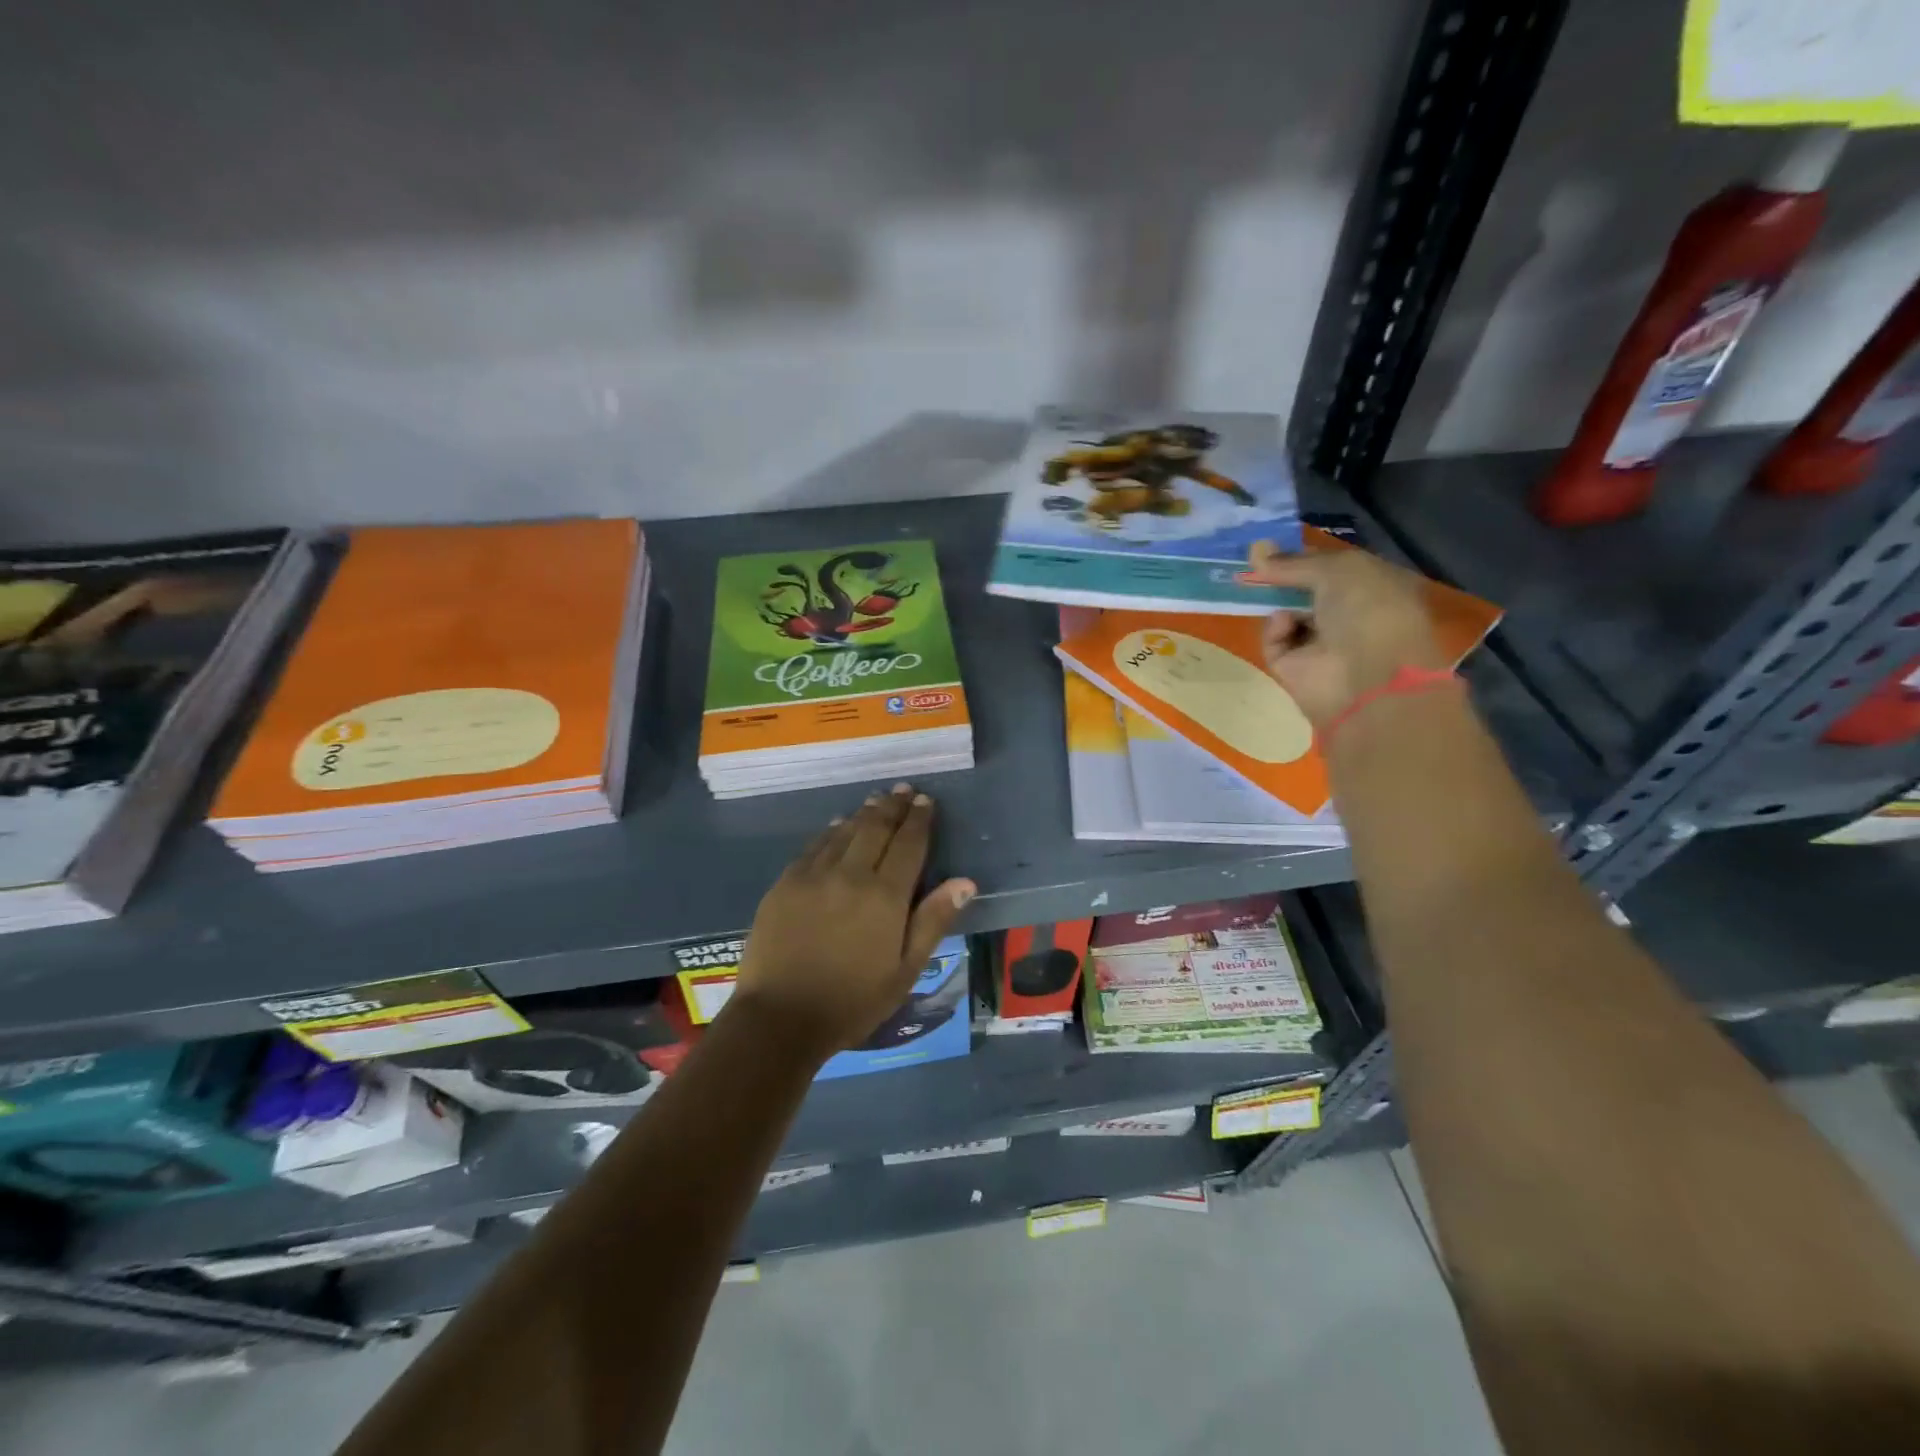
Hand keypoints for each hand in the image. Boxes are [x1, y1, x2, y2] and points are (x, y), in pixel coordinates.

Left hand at [730, 785, 974, 1062]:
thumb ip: (933, 921)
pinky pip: (814, 846)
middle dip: (893, 807)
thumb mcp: (905, 971)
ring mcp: (813, 875)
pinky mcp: (785, 883)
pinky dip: (831, 831)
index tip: (926, 800)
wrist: (779, 1018)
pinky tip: (837, 826)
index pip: (908, 844)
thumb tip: (965, 882)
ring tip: (876, 801)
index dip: (919, 819)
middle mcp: (850, 874)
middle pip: (875, 829)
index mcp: (885, 896)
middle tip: (903, 790)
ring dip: (863, 814)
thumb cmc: (852, 1001)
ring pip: (844, 832)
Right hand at [1242, 541, 1445, 729]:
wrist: (1366, 679)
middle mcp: (1351, 614)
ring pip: (1288, 613)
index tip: (1275, 548)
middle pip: (1307, 591)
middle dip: (1282, 578)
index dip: (1305, 556)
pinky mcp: (1296, 667)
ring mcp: (1323, 643)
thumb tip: (1256, 550)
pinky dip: (1275, 630)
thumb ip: (1295, 562)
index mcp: (1375, 587)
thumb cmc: (1368, 612)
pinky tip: (1283, 625)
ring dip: (1276, 601)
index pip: (1334, 567)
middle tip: (1253, 562)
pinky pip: (1276, 640)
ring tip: (1260, 590)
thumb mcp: (1338, 570)